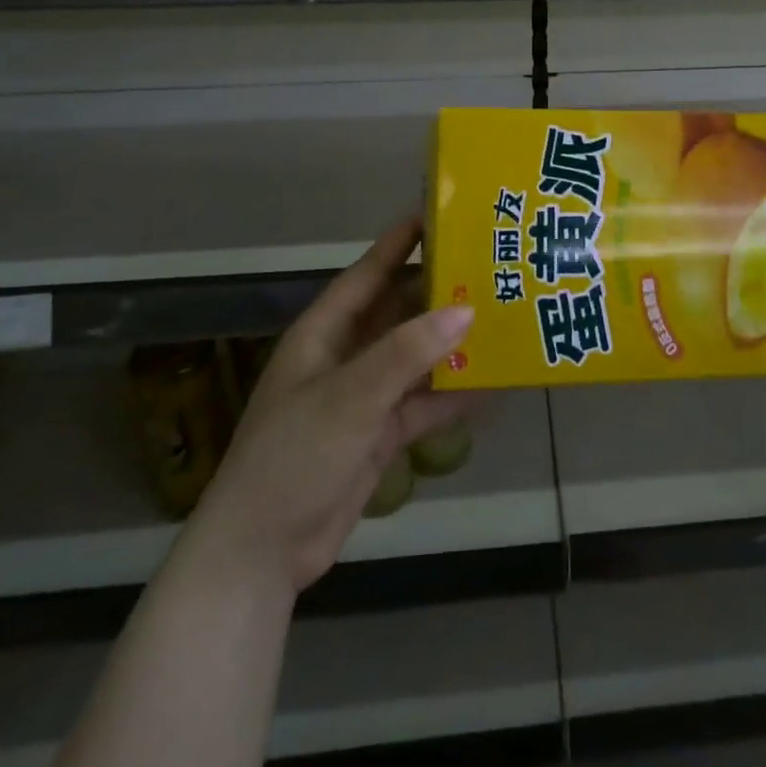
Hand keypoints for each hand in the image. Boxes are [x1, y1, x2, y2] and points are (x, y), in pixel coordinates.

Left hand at [195, 219, 471, 597]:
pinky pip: (424, 401)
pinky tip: (492, 383)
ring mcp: (365, 396)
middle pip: (399, 311)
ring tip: (502, 317)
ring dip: (452, 342)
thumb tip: (466, 309)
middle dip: (439, 291)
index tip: (441, 214)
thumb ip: (407, 352)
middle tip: (490, 266)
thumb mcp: (350, 396)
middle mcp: (347, 356)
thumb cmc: (294, 456)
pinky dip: (453, 393)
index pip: (369, 273)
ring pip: (416, 356)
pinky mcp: (380, 433)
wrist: (262, 552)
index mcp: (325, 333)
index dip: (401, 242)